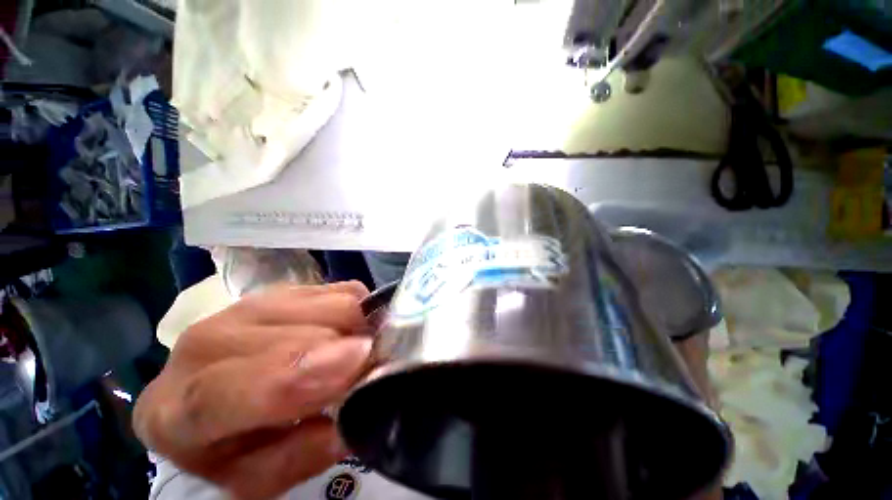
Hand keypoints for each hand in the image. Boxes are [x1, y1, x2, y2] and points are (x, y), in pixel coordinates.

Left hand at [134, 281, 371, 498]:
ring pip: (328, 303)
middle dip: (350, 347)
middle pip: (297, 332)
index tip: (358, 362)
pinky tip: (350, 330)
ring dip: (358, 326)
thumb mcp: (257, 477)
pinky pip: (338, 289)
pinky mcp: (283, 288)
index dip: (296, 375)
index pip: (223, 390)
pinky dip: (357, 309)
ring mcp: (248, 304)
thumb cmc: (231, 446)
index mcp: (174, 410)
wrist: (211, 394)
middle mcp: (205, 343)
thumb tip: (351, 414)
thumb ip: (298, 456)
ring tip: (362, 350)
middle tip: (377, 365)